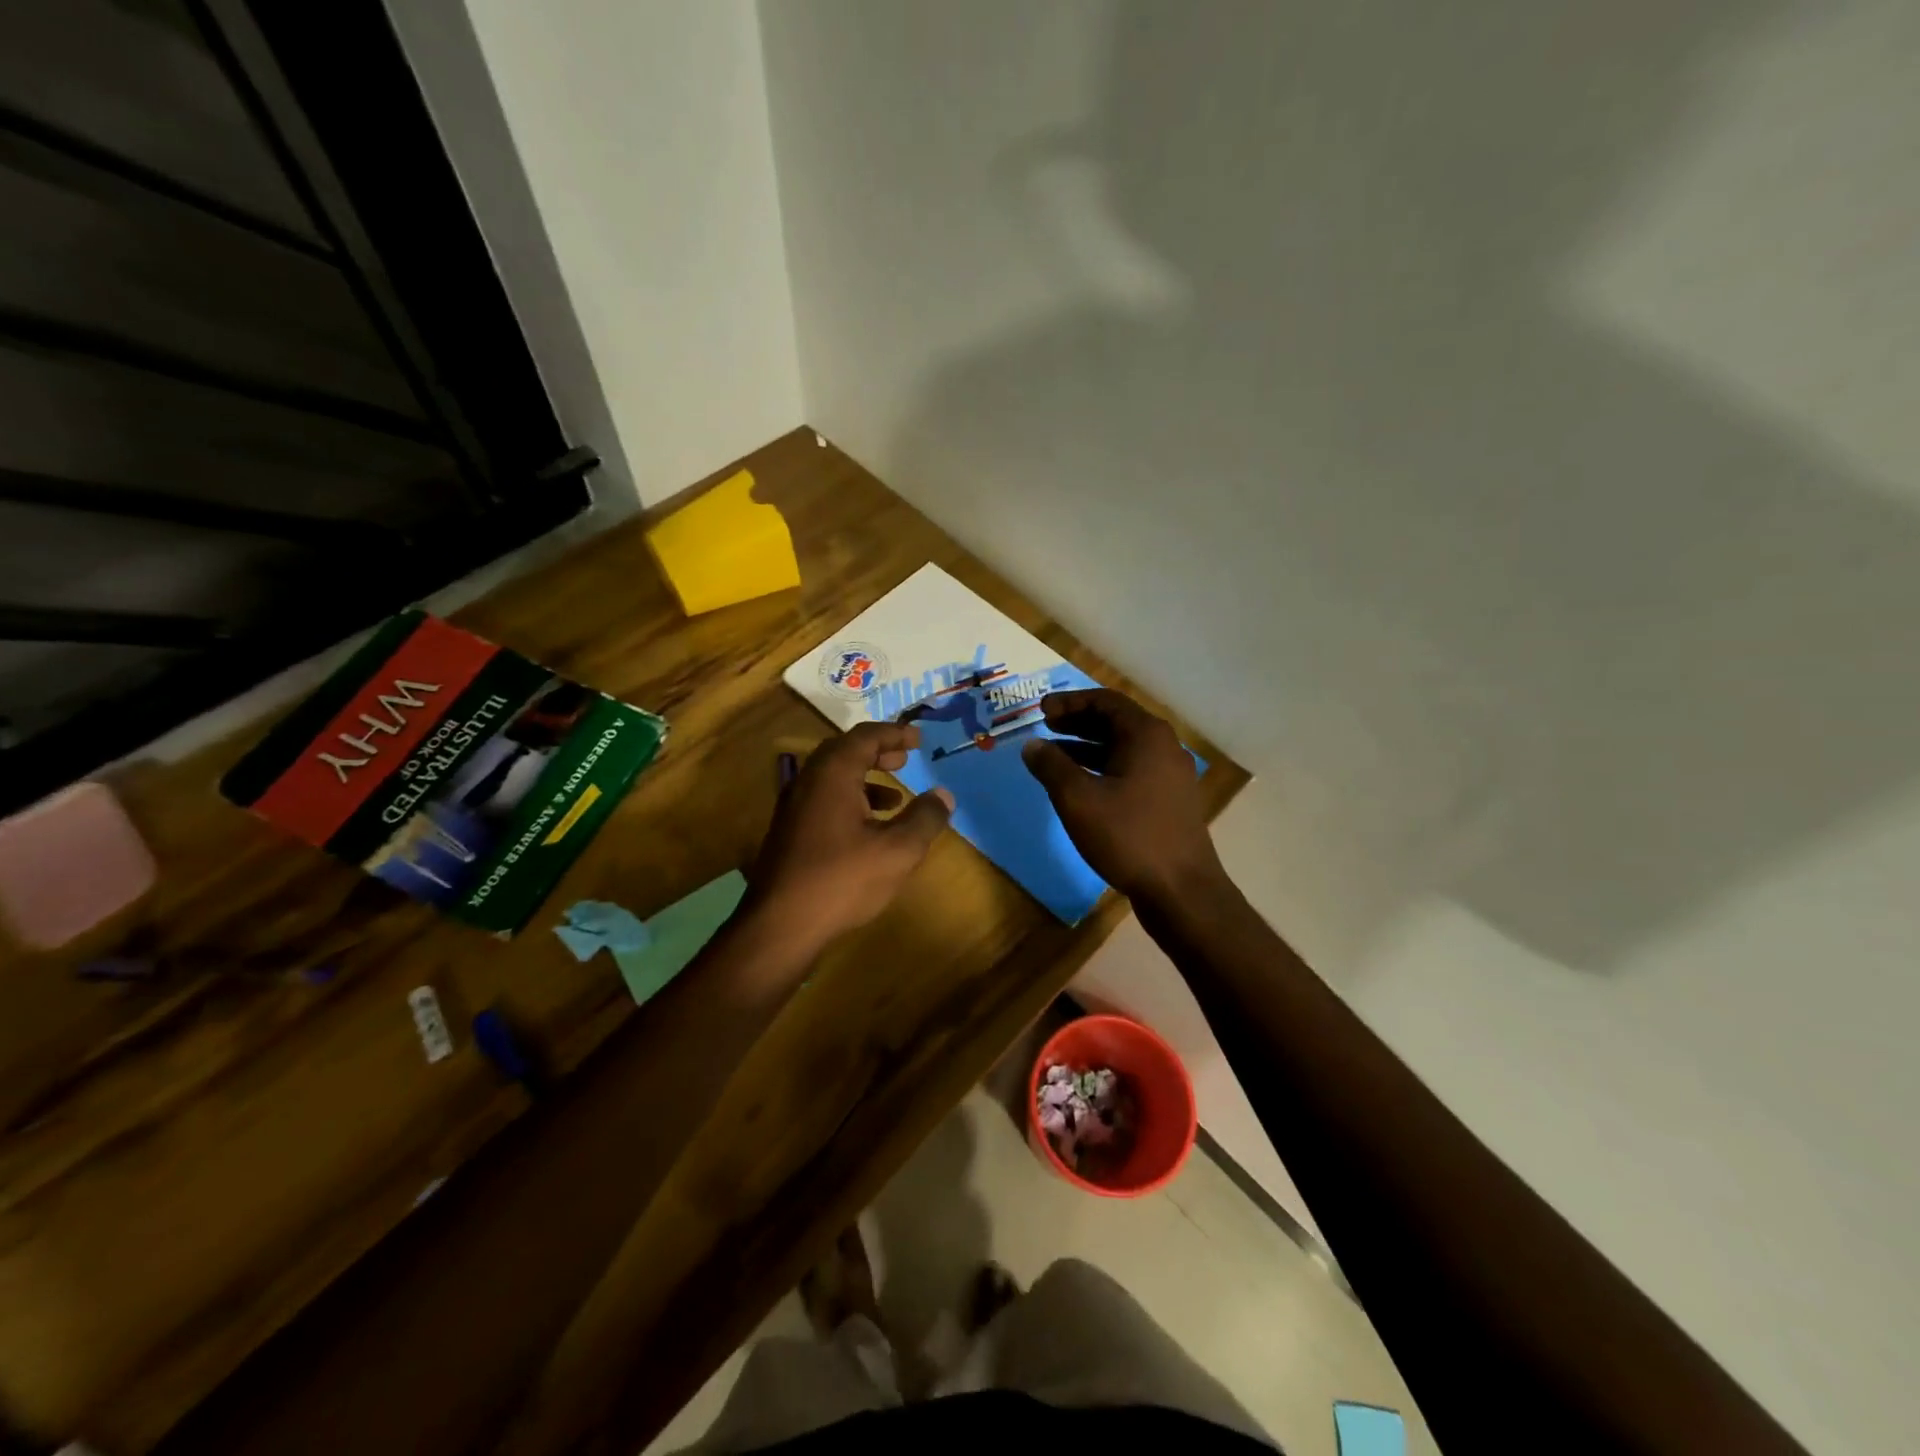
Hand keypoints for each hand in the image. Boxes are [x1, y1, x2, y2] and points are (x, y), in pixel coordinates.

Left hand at [746, 722, 954, 954]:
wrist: (780, 925)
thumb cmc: (842, 880)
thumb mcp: (897, 851)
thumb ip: (925, 818)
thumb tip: (944, 795)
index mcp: (833, 774)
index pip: (865, 737)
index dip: (894, 734)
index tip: (918, 739)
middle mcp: (809, 781)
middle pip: (844, 751)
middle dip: (877, 752)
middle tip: (904, 758)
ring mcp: (794, 806)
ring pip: (832, 777)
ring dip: (864, 778)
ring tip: (895, 797)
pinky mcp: (789, 831)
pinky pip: (823, 799)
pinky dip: (850, 799)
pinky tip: (869, 829)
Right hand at [1021, 689, 1224, 904]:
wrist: (1181, 890)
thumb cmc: (1128, 836)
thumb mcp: (1078, 799)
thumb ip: (1051, 766)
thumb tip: (1032, 745)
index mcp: (1147, 735)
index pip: (1105, 701)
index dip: (1069, 702)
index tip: (1040, 710)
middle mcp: (1164, 748)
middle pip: (1116, 722)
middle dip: (1077, 723)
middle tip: (1045, 728)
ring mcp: (1170, 776)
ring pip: (1123, 749)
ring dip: (1087, 748)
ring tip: (1054, 757)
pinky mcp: (1169, 801)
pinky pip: (1132, 771)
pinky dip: (1103, 770)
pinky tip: (1081, 788)